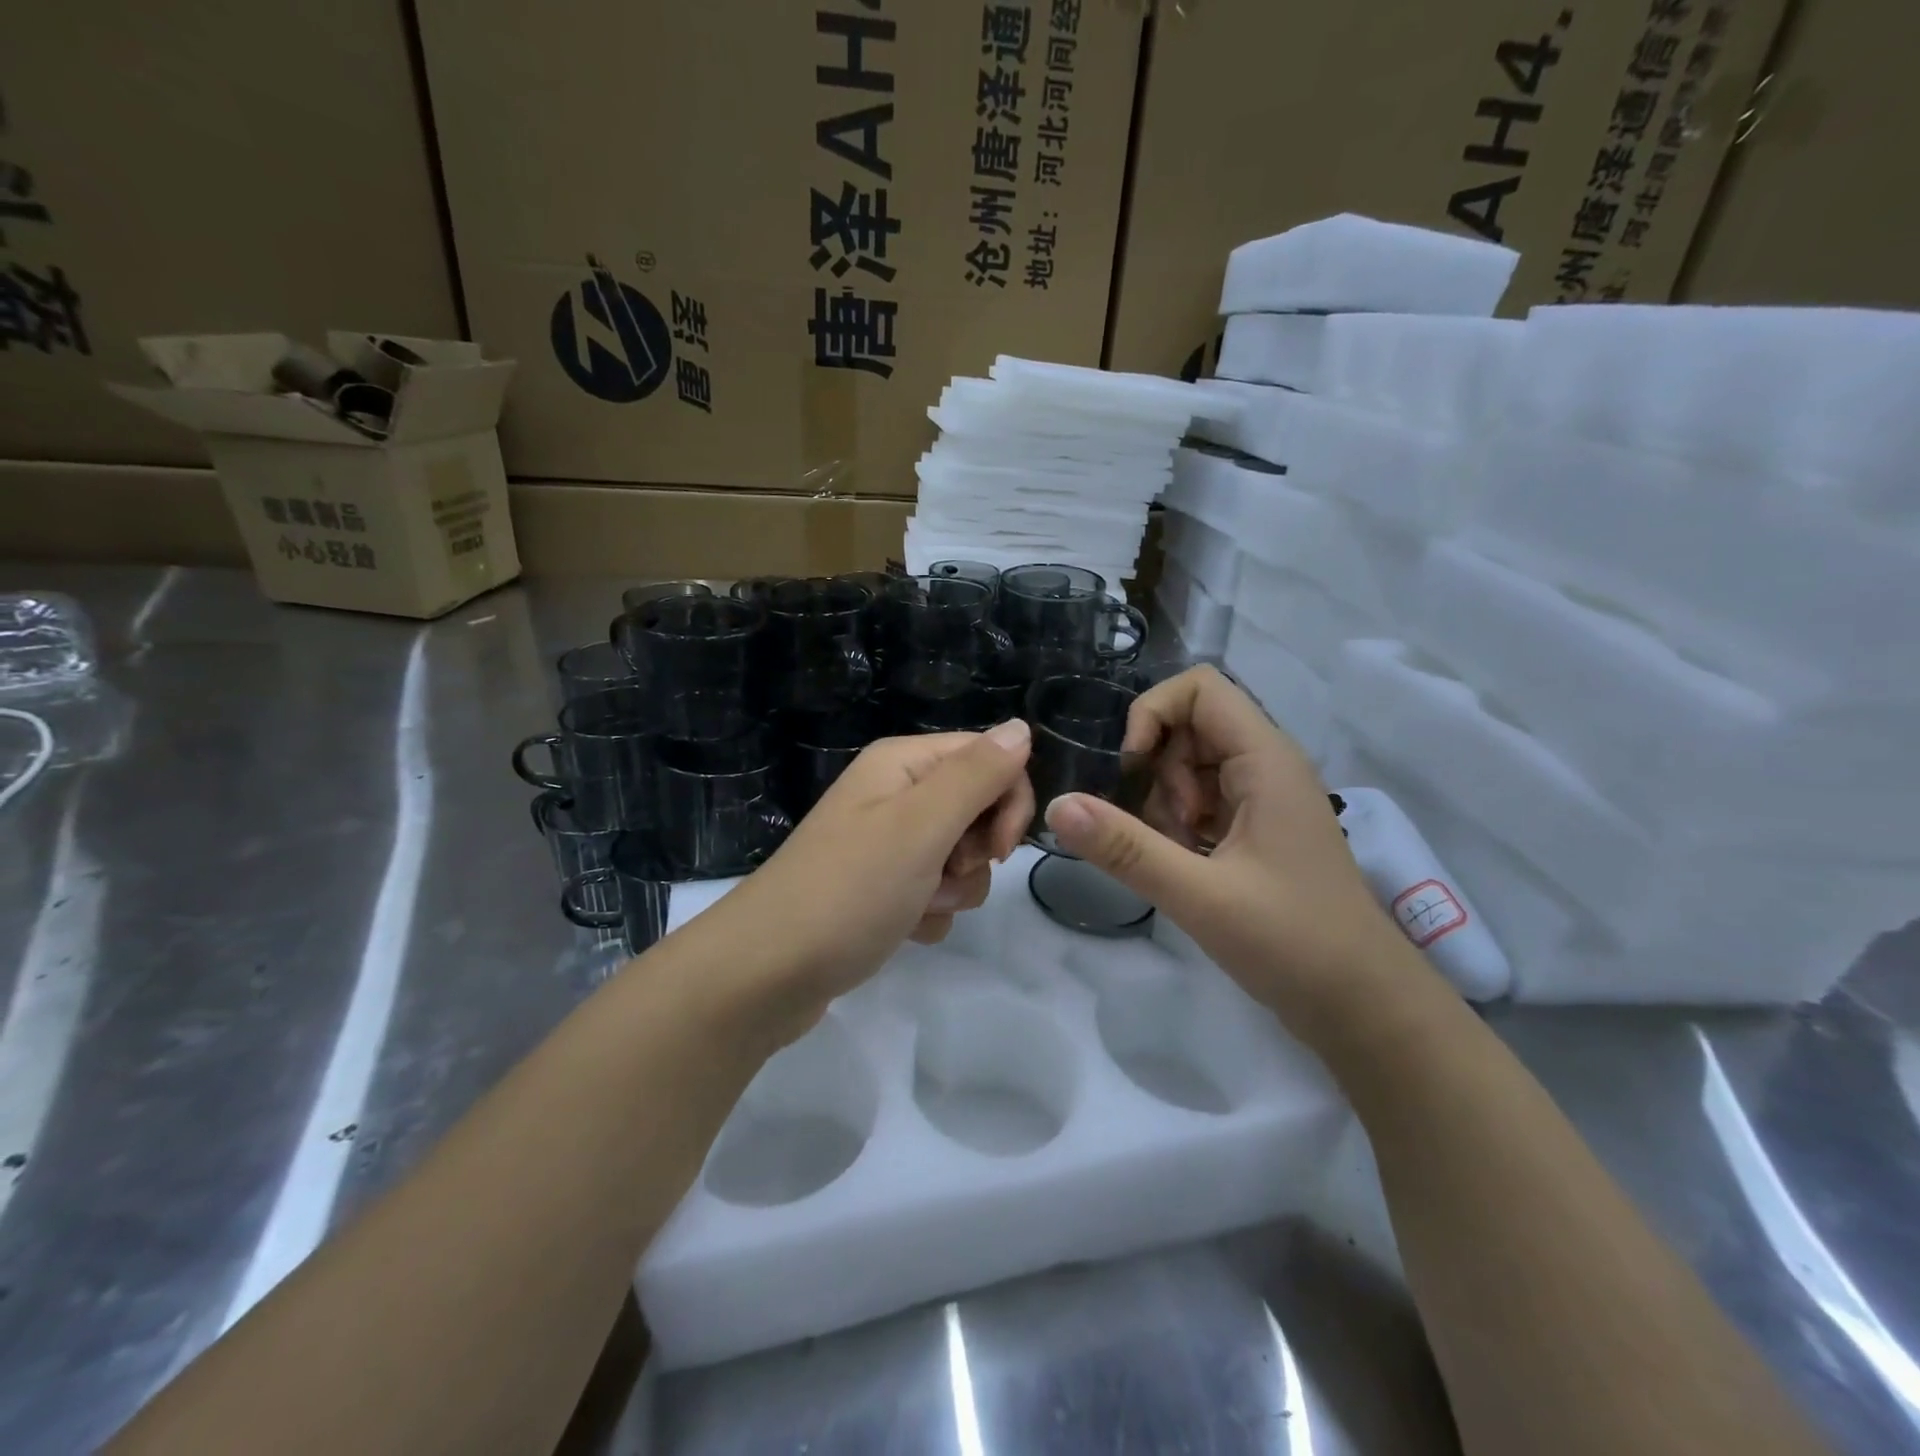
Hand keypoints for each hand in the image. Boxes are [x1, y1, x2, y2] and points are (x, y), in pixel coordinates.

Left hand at [700, 720, 1033, 1035]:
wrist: (766, 973)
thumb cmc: (848, 891)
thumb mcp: (920, 825)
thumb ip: (976, 775)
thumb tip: (1021, 727)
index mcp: (902, 763)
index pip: (990, 758)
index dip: (1007, 801)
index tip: (997, 849)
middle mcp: (895, 794)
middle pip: (978, 809)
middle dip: (976, 851)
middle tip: (944, 873)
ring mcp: (886, 844)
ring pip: (961, 857)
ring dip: (953, 889)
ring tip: (914, 907)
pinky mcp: (881, 889)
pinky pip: (935, 892)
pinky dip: (929, 913)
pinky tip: (902, 929)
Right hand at [1042, 666, 1434, 1035]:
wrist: (1363, 1005)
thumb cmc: (1293, 942)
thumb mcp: (1200, 895)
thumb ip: (1126, 848)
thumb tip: (1056, 805)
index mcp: (1266, 760)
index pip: (1200, 688)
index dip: (1153, 714)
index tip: (1132, 769)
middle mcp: (1267, 766)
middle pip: (1190, 727)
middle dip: (1158, 771)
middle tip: (1164, 830)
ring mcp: (1264, 799)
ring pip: (1191, 767)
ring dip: (1167, 802)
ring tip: (1178, 856)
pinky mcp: (1258, 830)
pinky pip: (1203, 801)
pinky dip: (1181, 825)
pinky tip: (1186, 868)